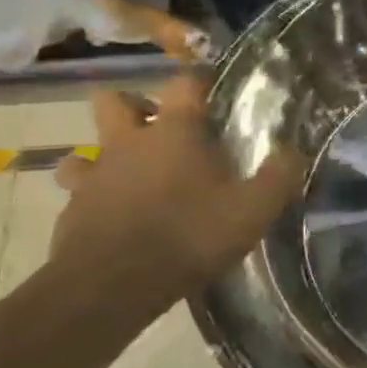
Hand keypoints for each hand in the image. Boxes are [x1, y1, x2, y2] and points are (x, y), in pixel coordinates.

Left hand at [48, 73, 305, 301]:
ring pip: (86, 149)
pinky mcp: (72, 211)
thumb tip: (294, 151)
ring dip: (105, 157)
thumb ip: (279, 176)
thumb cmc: (190, 235)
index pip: (185, 83)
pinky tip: (114, 218)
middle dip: (134, 108)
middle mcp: (128, 142)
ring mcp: (94, 175)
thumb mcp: (253, 209)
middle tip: (159, 129)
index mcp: (175, 131)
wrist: (113, 285)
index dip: (199, 82)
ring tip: (130, 177)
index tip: (213, 91)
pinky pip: (79, 193)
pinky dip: (94, 199)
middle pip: (114, 101)